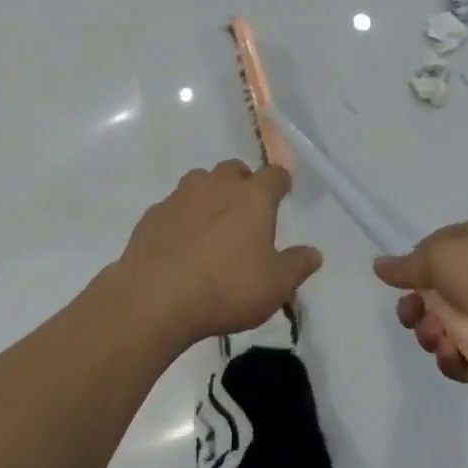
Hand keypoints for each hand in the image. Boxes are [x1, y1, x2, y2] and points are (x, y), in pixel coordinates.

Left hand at [117, 160, 322, 352]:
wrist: (154, 298)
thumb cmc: (226, 287)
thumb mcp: (274, 286)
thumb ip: (297, 266)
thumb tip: (315, 253)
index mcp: (252, 197)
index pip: (274, 175)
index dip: (281, 182)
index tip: (283, 192)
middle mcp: (217, 185)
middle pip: (234, 169)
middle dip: (242, 182)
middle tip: (246, 208)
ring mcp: (181, 197)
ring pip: (200, 181)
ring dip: (209, 193)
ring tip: (212, 222)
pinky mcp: (153, 214)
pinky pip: (173, 206)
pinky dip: (181, 216)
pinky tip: (180, 242)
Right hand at [374, 220, 467, 381]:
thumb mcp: (441, 257)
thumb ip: (407, 264)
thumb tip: (379, 264)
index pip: (431, 253)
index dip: (413, 272)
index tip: (402, 289)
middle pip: (433, 295)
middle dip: (418, 311)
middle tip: (417, 322)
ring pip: (445, 329)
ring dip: (434, 338)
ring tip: (443, 343)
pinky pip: (464, 357)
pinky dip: (454, 361)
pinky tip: (457, 362)